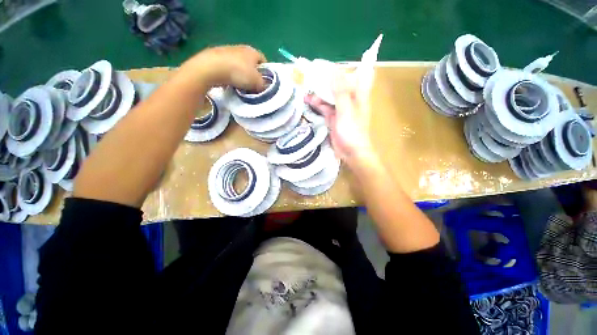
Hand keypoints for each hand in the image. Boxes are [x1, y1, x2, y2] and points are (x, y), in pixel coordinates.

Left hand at [183, 45, 266, 91]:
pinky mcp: (216, 56)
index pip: (264, 60)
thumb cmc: (238, 72)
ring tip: (240, 86)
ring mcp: (227, 51)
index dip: (265, 72)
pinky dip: (230, 75)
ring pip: (239, 65)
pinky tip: (229, 83)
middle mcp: (241, 48)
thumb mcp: (257, 82)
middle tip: (253, 87)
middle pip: (251, 63)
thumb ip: (264, 84)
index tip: (264, 83)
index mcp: (252, 51)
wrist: (211, 67)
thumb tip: (265, 86)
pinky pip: (228, 67)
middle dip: (253, 74)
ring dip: (241, 75)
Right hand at [305, 72, 375, 166]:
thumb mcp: (346, 109)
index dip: (347, 66)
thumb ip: (340, 91)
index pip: (357, 73)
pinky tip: (308, 100)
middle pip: (339, 83)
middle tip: (312, 72)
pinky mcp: (333, 118)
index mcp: (359, 94)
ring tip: (306, 87)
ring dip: (319, 92)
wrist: (351, 152)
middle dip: (327, 78)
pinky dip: (317, 104)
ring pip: (330, 95)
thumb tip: (333, 70)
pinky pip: (325, 107)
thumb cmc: (352, 131)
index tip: (331, 61)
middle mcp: (350, 99)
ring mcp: (341, 109)